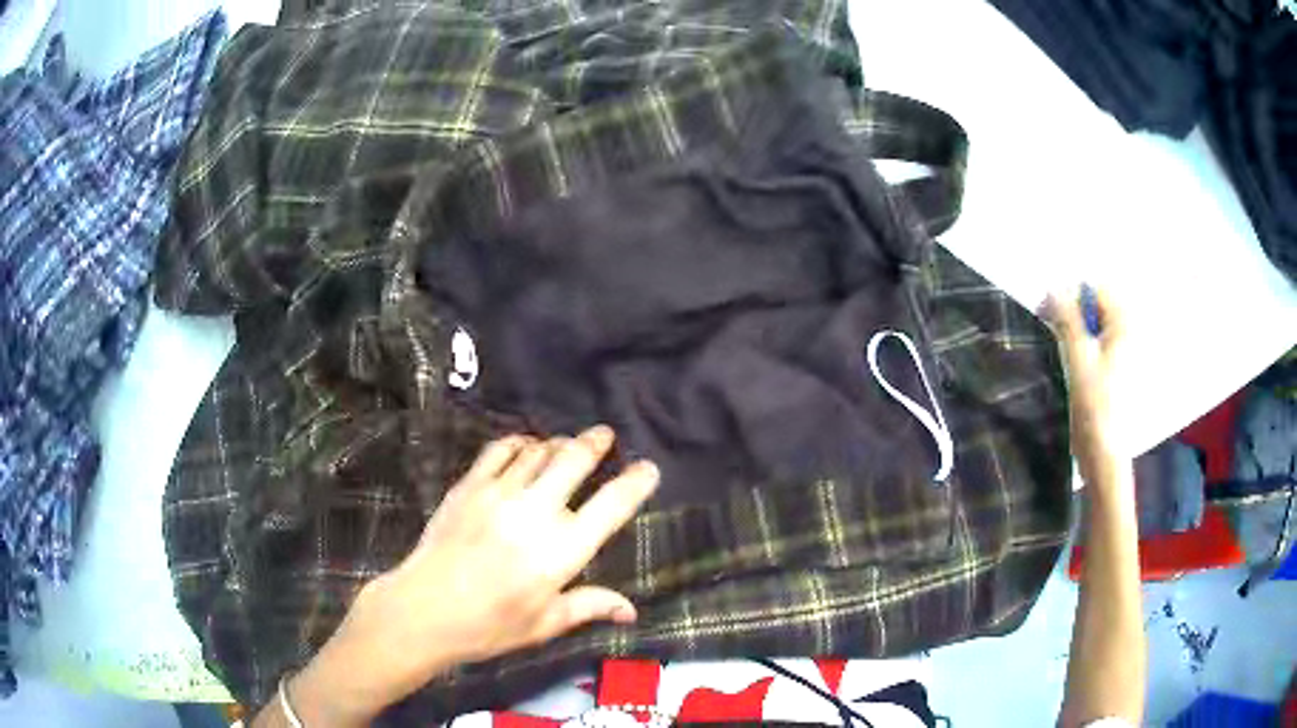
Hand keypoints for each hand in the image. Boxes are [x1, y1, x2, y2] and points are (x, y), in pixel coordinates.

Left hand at [280, 427, 659, 725]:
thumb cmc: (490, 626)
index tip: (648, 468)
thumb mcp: (545, 623)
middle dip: (596, 443)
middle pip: (575, 460)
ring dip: (558, 443)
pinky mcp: (469, 486)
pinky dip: (518, 443)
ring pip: (539, 450)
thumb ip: (589, 606)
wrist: (424, 610)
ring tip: (566, 444)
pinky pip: (500, 450)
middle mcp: (537, 512)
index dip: (636, 483)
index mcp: (563, 550)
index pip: (612, 506)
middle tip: (604, 435)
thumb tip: (631, 610)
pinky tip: (523, 447)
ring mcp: (499, 493)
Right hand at [1043, 287, 1128, 490]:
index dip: (1071, 295)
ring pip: (1097, 323)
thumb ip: (1067, 318)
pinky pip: (1101, 340)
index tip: (1049, 312)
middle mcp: (1130, 331)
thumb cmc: (1095, 403)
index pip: (1096, 290)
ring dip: (1078, 328)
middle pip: (1098, 304)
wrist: (1104, 450)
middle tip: (1053, 329)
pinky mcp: (1120, 366)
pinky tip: (1076, 361)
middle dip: (1075, 311)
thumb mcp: (1078, 356)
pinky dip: (1086, 342)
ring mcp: (1126, 349)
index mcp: (1125, 325)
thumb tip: (1053, 287)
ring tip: (1065, 349)